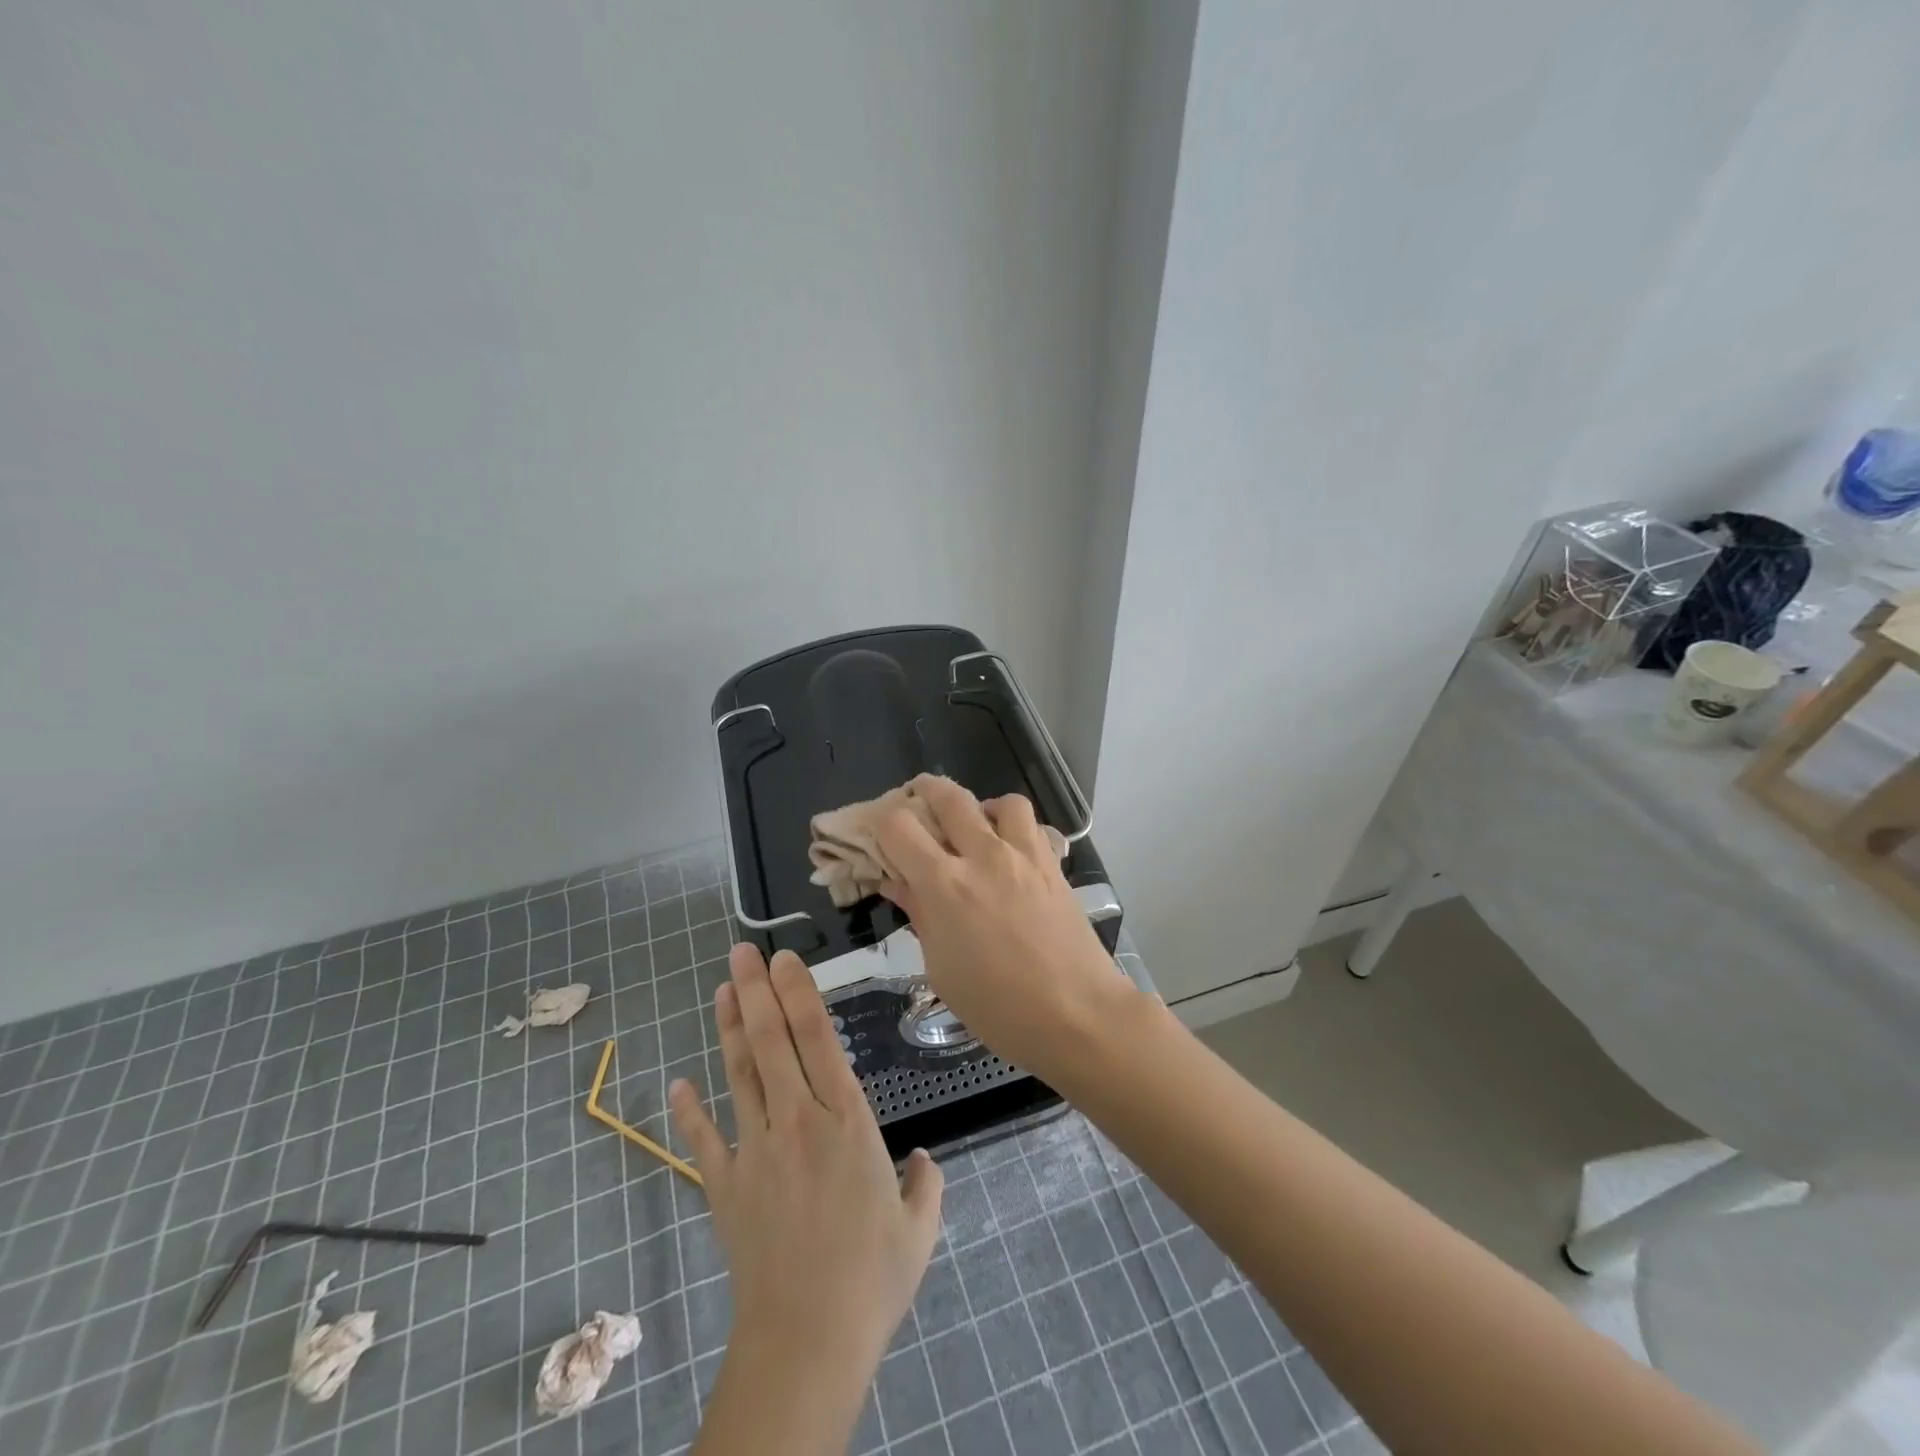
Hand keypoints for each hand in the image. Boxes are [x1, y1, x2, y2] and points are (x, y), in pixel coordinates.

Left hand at [670, 944, 942, 1392]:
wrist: (806, 1342)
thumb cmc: (871, 1279)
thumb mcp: (918, 1227)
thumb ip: (925, 1183)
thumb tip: (923, 1159)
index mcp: (847, 1122)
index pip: (818, 1039)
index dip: (799, 993)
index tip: (785, 959)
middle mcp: (798, 1122)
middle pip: (771, 1043)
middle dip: (756, 991)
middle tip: (742, 952)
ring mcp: (756, 1151)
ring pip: (738, 1075)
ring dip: (727, 1029)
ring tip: (721, 989)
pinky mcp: (724, 1187)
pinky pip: (703, 1139)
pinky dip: (689, 1110)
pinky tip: (677, 1083)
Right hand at [873, 773, 1138, 1078]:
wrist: (1078, 1015)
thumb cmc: (999, 1007)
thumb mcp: (941, 969)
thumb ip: (920, 916)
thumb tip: (898, 883)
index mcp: (945, 885)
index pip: (898, 826)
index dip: (880, 822)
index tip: (878, 834)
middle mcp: (983, 856)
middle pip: (947, 796)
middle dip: (923, 791)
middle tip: (915, 802)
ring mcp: (1024, 856)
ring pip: (998, 800)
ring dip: (978, 806)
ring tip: (973, 828)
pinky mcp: (1053, 864)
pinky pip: (1031, 824)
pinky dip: (1013, 826)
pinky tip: (1008, 850)